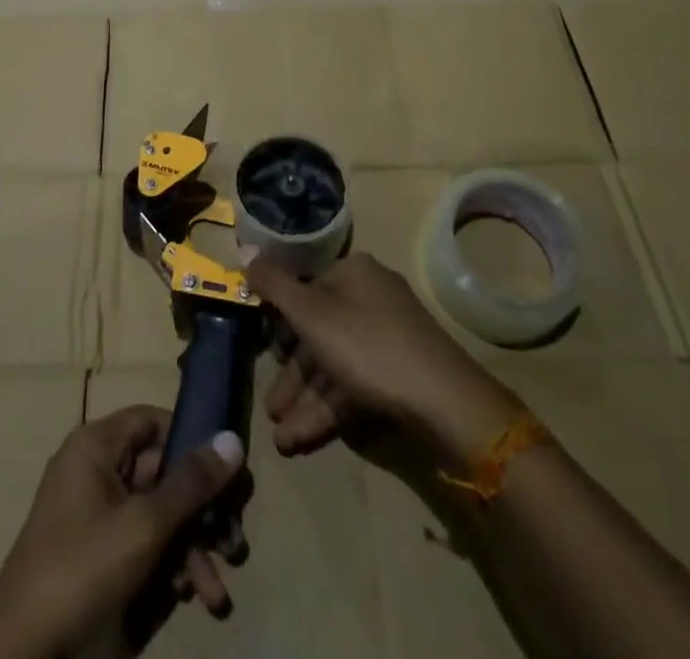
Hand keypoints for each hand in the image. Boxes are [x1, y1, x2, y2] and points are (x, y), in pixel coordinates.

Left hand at [0, 406, 247, 658]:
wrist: (21, 656)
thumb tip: (233, 438)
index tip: (230, 471)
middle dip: (202, 511)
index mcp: (97, 445)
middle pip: (163, 471)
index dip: (193, 439)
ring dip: (193, 549)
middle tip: (235, 543)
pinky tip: (191, 599)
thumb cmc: (81, 570)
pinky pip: (145, 545)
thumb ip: (191, 483)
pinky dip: (171, 567)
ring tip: (217, 592)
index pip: (154, 420)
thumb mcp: (144, 525)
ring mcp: (98, 515)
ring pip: (159, 514)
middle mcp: (97, 470)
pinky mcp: (101, 556)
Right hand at [246, 253, 523, 471]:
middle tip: (270, 410)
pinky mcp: (401, 372)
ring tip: (282, 441)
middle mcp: (371, 296)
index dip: (280, 323)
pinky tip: (305, 439)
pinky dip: (330, 409)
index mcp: (353, 272)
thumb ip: (274, 285)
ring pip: (336, 364)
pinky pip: (356, 384)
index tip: (262, 354)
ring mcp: (390, 335)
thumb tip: (245, 249)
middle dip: (292, 377)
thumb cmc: (367, 345)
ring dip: (307, 402)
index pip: (306, 290)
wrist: (444, 400)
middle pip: (319, 332)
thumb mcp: (311, 313)